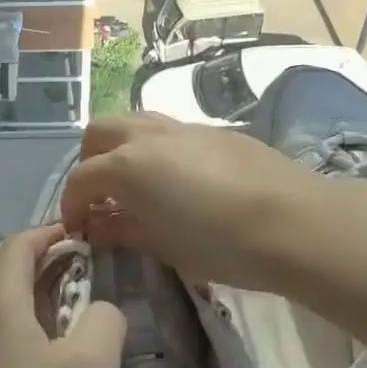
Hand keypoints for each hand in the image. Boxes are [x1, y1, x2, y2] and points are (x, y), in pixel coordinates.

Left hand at [0, 225, 125, 367]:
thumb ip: (104, 319)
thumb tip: (99, 308)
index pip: (17, 245)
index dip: (48, 234)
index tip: (80, 237)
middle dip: (30, 254)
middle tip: (71, 265)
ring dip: (17, 286)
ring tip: (58, 303)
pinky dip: (7, 316)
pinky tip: (34, 348)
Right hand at [59, 113, 362, 293]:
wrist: (294, 222)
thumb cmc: (220, 243)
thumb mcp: (163, 245)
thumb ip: (123, 230)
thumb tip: (98, 226)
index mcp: (127, 165)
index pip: (82, 179)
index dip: (72, 205)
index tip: (77, 229)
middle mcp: (147, 136)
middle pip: (100, 133)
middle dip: (90, 161)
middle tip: (101, 196)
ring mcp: (182, 128)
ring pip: (134, 122)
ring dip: (122, 148)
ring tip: (135, 184)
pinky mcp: (214, 131)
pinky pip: (169, 132)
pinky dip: (156, 149)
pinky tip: (178, 181)